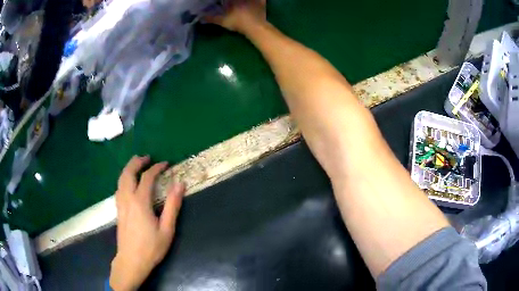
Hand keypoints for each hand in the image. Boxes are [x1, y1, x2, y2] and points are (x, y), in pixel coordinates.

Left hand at [110, 156, 184, 290]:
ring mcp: (120, 204)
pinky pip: (119, 187)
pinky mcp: (118, 210)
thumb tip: (180, 184)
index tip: (166, 164)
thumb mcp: (167, 229)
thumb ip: (172, 206)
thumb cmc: (151, 247)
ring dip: (129, 168)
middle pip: (128, 173)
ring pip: (121, 179)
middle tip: (147, 157)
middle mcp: (127, 199)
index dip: (157, 168)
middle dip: (137, 162)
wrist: (131, 261)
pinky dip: (124, 178)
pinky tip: (128, 183)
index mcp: (140, 202)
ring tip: (137, 164)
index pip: (147, 178)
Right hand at [207, 0, 266, 32]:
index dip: (225, 0)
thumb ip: (212, 18)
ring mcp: (254, 0)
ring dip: (247, 0)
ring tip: (245, 2)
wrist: (254, 27)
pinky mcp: (262, 3)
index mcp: (233, 0)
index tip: (224, 2)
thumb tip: (201, 17)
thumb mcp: (222, 21)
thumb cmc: (237, 23)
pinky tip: (259, 1)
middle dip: (235, 1)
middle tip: (234, 2)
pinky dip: (261, 0)